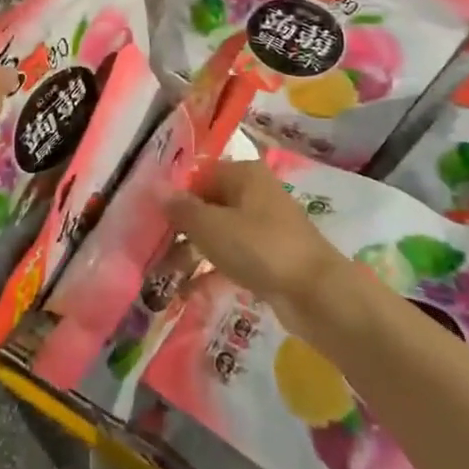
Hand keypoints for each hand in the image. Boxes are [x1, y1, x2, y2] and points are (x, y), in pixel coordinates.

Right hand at [165, 161, 349, 335]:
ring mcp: (265, 226)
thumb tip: (155, 189)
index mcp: (244, 173)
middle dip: (182, 227)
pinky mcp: (272, 257)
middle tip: (154, 249)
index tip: (151, 219)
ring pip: (220, 232)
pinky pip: (234, 257)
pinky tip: (189, 291)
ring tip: (166, 273)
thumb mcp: (211, 226)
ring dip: (194, 251)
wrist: (318, 295)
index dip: (174, 195)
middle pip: (209, 203)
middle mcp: (256, 193)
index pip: (198, 175)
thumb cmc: (260, 248)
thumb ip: (181, 209)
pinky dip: (213, 270)